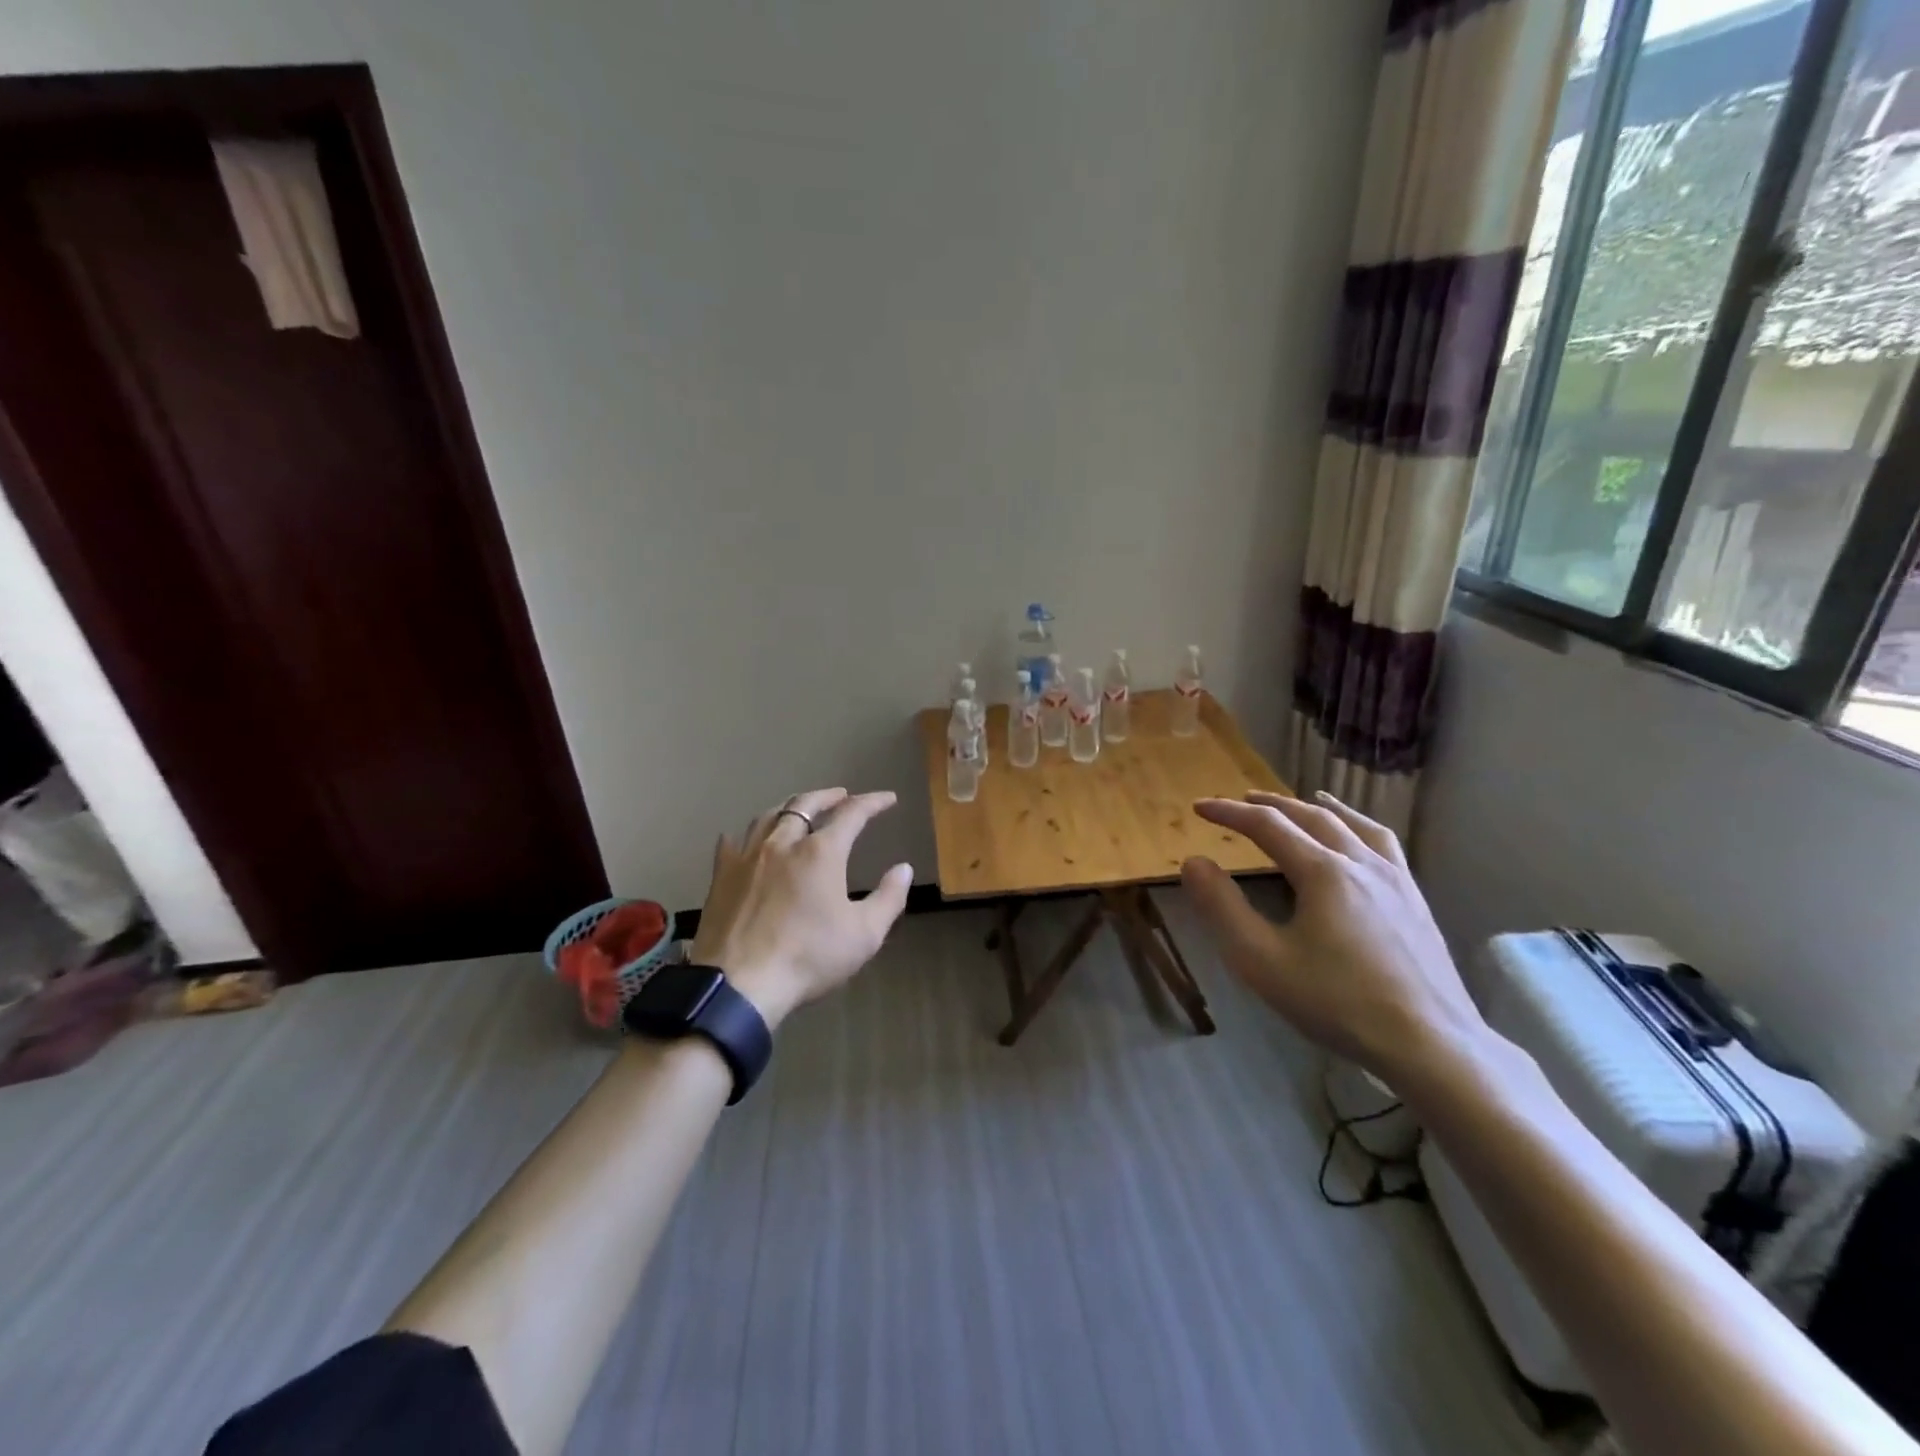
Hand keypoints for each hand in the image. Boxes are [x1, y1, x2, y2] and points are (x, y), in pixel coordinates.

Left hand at [689, 788, 913, 1030]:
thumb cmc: (809, 958)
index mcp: (821, 852)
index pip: (852, 813)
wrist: (739, 985)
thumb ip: (889, 898)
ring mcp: (747, 856)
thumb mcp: (864, 935)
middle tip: (842, 795)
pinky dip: (748, 834)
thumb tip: (904, 868)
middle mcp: (783, 842)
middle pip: (806, 804)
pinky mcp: (722, 876)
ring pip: (769, 816)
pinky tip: (748, 839)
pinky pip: (733, 841)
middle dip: (828, 796)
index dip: (873, 802)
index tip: (888, 798)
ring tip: (800, 809)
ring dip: (790, 807)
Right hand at [1179, 791, 1486, 1083]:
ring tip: (1303, 800)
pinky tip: (1358, 839)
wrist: (1432, 1045)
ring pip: (1352, 824)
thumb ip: (1222, 907)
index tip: (1199, 807)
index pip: (1267, 826)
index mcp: (1322, 871)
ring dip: (1317, 808)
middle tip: (1240, 801)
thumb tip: (1194, 862)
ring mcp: (1396, 879)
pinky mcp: (1416, 899)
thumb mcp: (1261, 960)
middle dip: (1270, 805)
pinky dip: (1359, 826)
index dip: (1229, 812)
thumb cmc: (1337, 1002)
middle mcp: (1360, 862)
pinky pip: (1384, 844)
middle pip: (1310, 816)